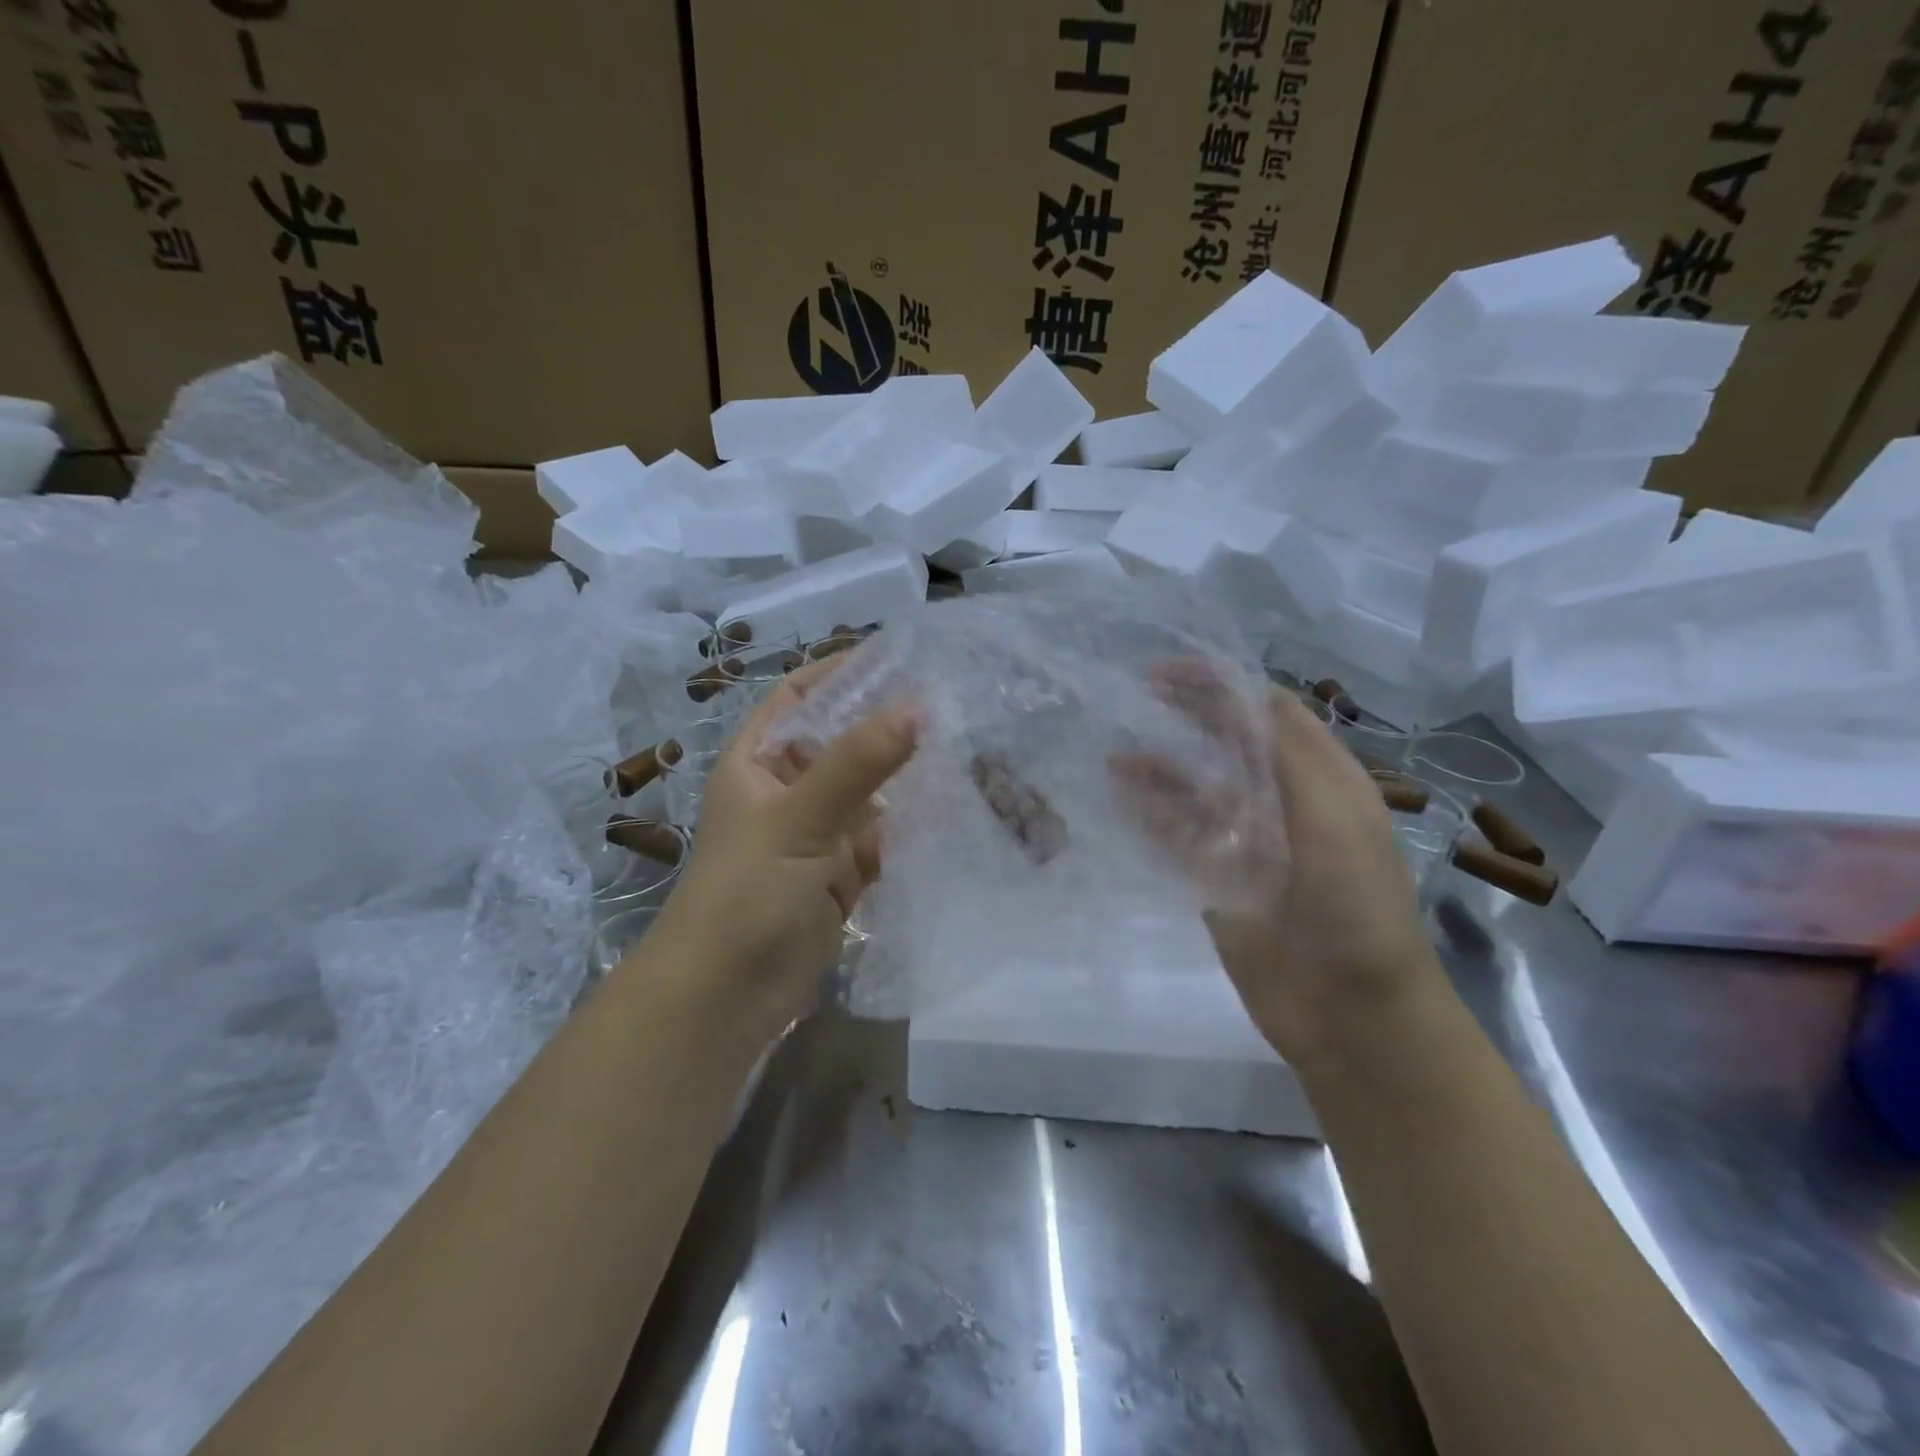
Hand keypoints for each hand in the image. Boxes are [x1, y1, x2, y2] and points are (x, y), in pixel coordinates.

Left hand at [648, 655, 920, 1044]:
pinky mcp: (841, 874)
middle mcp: (787, 789)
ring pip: (868, 789)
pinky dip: (912, 823)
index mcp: (758, 761)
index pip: (802, 694)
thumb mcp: (799, 819)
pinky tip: (955, 805)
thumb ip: (857, 762)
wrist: (726, 1000)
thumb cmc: (747, 894)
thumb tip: (917, 705)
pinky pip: (882, 836)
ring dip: (907, 772)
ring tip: (967, 742)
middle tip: (952, 697)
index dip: (843, 670)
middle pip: (842, 740)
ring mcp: (817, 834)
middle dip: (888, 721)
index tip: (902, 654)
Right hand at [1114, 661, 1438, 1067]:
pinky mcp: (1216, 879)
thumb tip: (1241, 693)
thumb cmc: (1353, 904)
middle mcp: (1282, 801)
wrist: (1350, 1009)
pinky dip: (1150, 814)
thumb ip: (1286, 751)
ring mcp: (1246, 842)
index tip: (1172, 672)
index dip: (1223, 686)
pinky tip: (1121, 797)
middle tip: (1138, 695)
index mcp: (1321, 778)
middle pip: (1228, 744)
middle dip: (1188, 716)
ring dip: (1160, 768)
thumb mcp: (1332, 814)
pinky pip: (1178, 836)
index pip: (1267, 713)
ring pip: (1196, 790)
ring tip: (1116, 757)